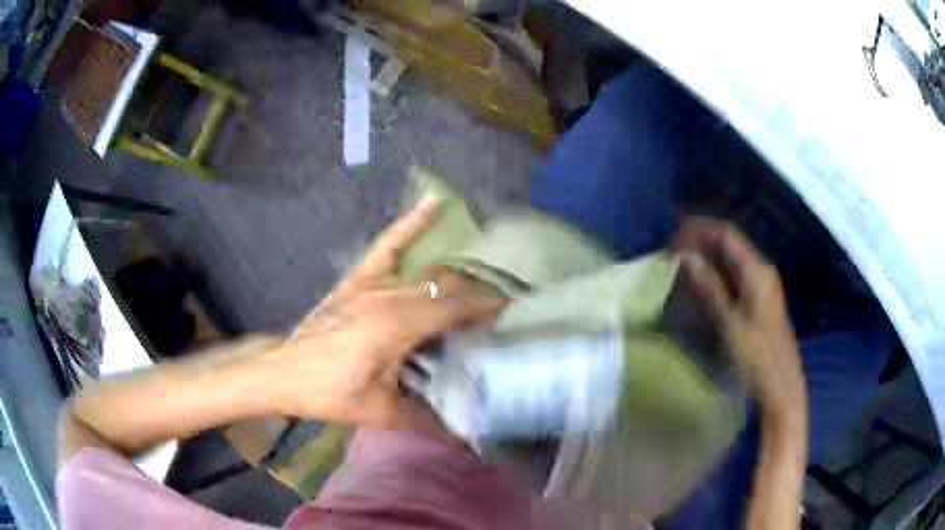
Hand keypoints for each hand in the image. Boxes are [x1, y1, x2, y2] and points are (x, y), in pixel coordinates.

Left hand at [259, 199, 506, 428]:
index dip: (487, 307)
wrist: (284, 372)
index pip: (456, 307)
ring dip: (458, 275)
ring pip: (428, 270)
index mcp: (397, 325)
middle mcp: (389, 295)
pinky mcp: (358, 278)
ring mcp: (372, 281)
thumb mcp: (381, 413)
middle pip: (447, 286)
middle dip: (477, 294)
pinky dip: (411, 224)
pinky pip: (388, 244)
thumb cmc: (330, 393)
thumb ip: (427, 420)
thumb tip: (466, 435)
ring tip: (482, 280)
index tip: (513, 310)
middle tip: (500, 308)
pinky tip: (433, 204)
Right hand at [675, 217, 805, 419]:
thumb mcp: (728, 322)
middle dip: (700, 241)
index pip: (725, 234)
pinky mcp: (761, 298)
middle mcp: (762, 269)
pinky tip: (703, 282)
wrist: (781, 384)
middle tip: (672, 251)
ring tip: (682, 264)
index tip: (671, 241)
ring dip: (707, 256)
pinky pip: (736, 274)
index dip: (697, 231)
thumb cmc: (756, 355)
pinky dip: (716, 272)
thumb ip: (709, 286)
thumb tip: (685, 256)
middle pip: (729, 242)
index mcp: (756, 270)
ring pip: (732, 258)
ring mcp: (763, 283)